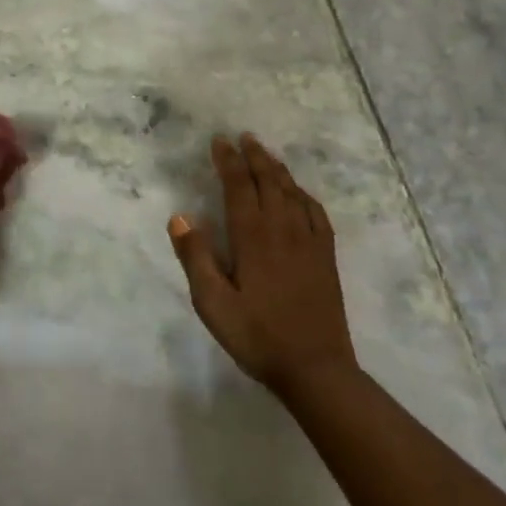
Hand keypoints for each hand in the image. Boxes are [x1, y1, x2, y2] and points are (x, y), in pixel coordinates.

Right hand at [167, 133, 357, 393]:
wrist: (315, 368)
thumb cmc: (256, 336)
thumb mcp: (213, 303)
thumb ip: (195, 258)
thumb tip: (180, 217)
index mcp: (253, 237)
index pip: (239, 187)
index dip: (228, 161)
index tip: (219, 141)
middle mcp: (283, 230)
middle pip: (269, 181)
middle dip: (254, 156)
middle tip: (243, 137)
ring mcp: (309, 242)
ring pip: (293, 192)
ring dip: (278, 169)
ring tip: (266, 154)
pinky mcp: (325, 257)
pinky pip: (315, 213)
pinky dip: (303, 195)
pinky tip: (299, 193)